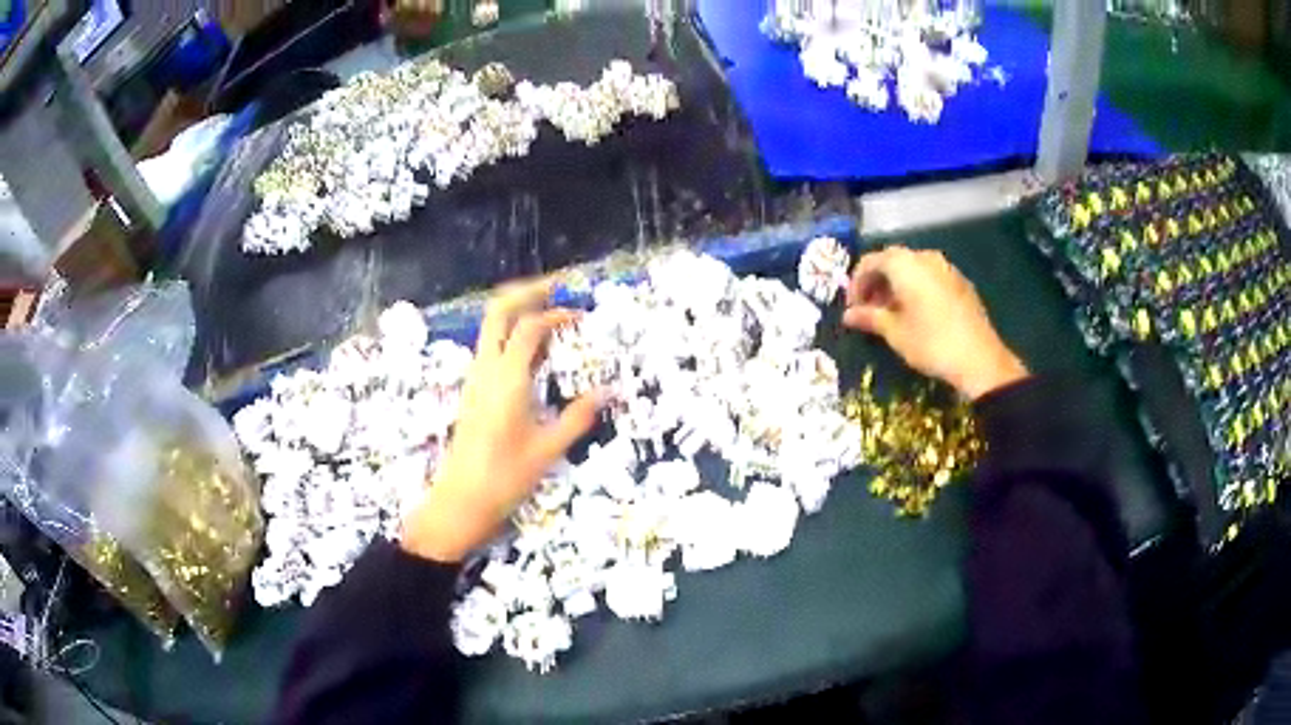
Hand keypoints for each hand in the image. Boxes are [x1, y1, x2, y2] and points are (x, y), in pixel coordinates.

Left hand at [401, 279, 601, 562]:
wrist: (461, 500)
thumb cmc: (505, 476)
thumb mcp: (549, 448)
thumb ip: (579, 416)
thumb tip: (609, 392)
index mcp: (507, 378)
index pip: (529, 328)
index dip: (556, 315)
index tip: (580, 318)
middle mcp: (486, 369)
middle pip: (498, 311)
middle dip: (526, 291)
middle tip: (555, 287)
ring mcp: (475, 378)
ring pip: (489, 326)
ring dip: (516, 311)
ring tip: (547, 311)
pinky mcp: (472, 389)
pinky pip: (489, 347)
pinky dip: (510, 334)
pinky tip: (532, 350)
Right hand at [842, 246, 1028, 400]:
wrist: (979, 359)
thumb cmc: (930, 342)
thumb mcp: (894, 332)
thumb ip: (869, 317)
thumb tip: (848, 315)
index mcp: (905, 264)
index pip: (870, 262)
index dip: (856, 284)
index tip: (852, 308)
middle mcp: (925, 257)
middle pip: (892, 262)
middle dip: (877, 284)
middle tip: (869, 310)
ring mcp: (946, 268)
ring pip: (912, 270)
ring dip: (896, 287)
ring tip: (890, 314)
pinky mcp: (960, 282)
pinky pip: (930, 278)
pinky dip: (916, 290)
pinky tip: (915, 315)